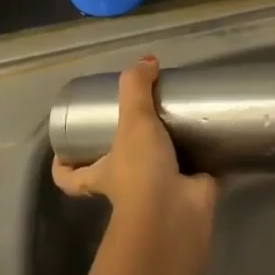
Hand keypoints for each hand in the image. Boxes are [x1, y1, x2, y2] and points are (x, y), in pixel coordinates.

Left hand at [52, 57, 216, 227]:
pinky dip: (203, 158)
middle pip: (115, 170)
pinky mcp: (189, 192)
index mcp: (101, 175)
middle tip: (139, 119)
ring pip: (157, 170)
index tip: (62, 150)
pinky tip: (212, 135)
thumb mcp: (132, 121)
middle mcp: (126, 186)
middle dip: (126, 150)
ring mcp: (158, 192)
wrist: (176, 212)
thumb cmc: (141, 171)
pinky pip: (195, 172)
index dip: (63, 166)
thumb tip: (147, 61)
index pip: (70, 177)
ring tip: (179, 119)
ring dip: (167, 151)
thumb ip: (136, 87)